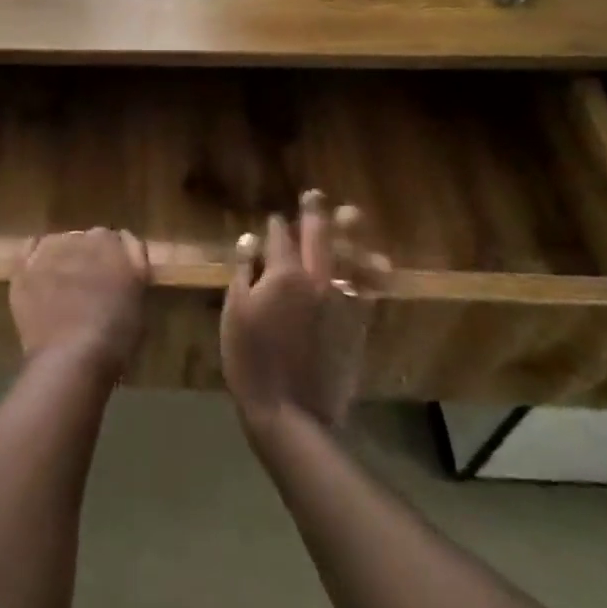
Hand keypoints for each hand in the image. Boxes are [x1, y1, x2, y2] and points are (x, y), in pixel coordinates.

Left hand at [12, 228, 150, 378]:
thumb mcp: (140, 303)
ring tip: (62, 283)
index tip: (119, 277)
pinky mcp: (24, 266)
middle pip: (90, 239)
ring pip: (60, 242)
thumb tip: (126, 265)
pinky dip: (35, 257)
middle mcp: (83, 238)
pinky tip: (39, 274)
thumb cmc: (115, 338)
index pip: (122, 241)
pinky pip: (30, 249)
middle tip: (92, 284)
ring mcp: (51, 249)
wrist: (71, 357)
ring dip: (64, 256)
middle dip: (92, 257)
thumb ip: (133, 273)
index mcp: (116, 246)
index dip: (120, 259)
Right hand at [221, 191, 389, 431]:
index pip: (280, 238)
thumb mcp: (235, 311)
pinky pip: (365, 288)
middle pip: (318, 238)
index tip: (274, 220)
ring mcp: (342, 302)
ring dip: (348, 233)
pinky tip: (371, 262)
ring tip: (350, 214)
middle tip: (315, 195)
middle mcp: (318, 280)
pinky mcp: (357, 325)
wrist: (291, 411)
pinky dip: (367, 271)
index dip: (275, 226)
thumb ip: (244, 271)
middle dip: (314, 214)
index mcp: (284, 274)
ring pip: (348, 257)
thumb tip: (250, 239)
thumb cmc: (250, 359)